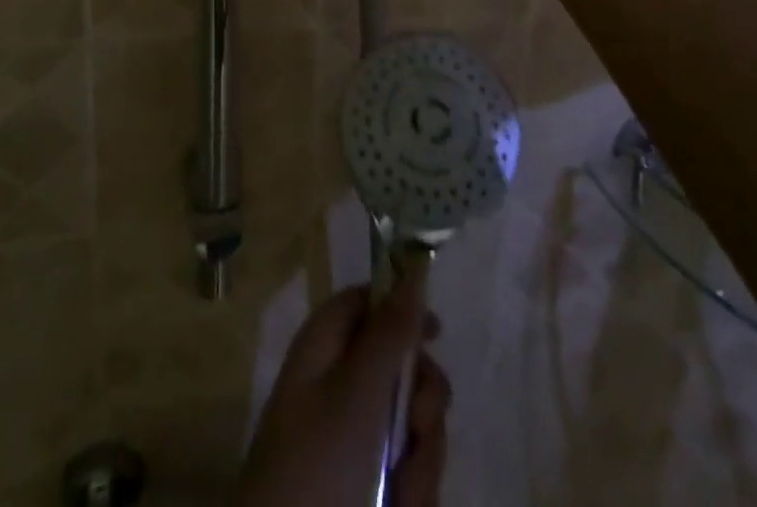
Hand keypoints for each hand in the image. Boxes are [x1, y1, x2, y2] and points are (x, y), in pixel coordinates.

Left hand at [236, 276, 451, 506]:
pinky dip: (412, 490)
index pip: (366, 301)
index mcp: (324, 345)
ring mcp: (351, 436)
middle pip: (398, 365)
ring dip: (421, 457)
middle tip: (420, 426)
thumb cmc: (319, 463)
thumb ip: (391, 332)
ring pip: (410, 423)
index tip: (437, 334)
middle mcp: (337, 382)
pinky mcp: (365, 482)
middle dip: (422, 401)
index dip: (402, 307)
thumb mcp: (359, 392)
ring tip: (403, 491)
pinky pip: (405, 469)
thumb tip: (413, 271)